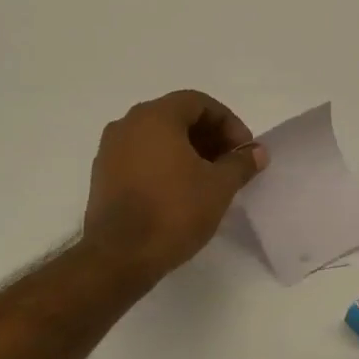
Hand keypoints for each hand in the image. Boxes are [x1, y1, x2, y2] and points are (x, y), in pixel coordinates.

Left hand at [82, 90, 267, 278]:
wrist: (119, 256)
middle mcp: (127, 124)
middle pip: (176, 116)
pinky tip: (180, 190)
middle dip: (208, 136)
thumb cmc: (173, 212)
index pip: (198, 102)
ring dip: (187, 151)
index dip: (227, 122)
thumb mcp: (218, 187)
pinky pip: (140, 156)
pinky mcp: (102, 175)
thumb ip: (240, 163)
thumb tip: (257, 152)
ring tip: (208, 179)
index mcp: (154, 117)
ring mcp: (110, 149)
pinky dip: (163, 164)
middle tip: (230, 163)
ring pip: (156, 137)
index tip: (244, 149)